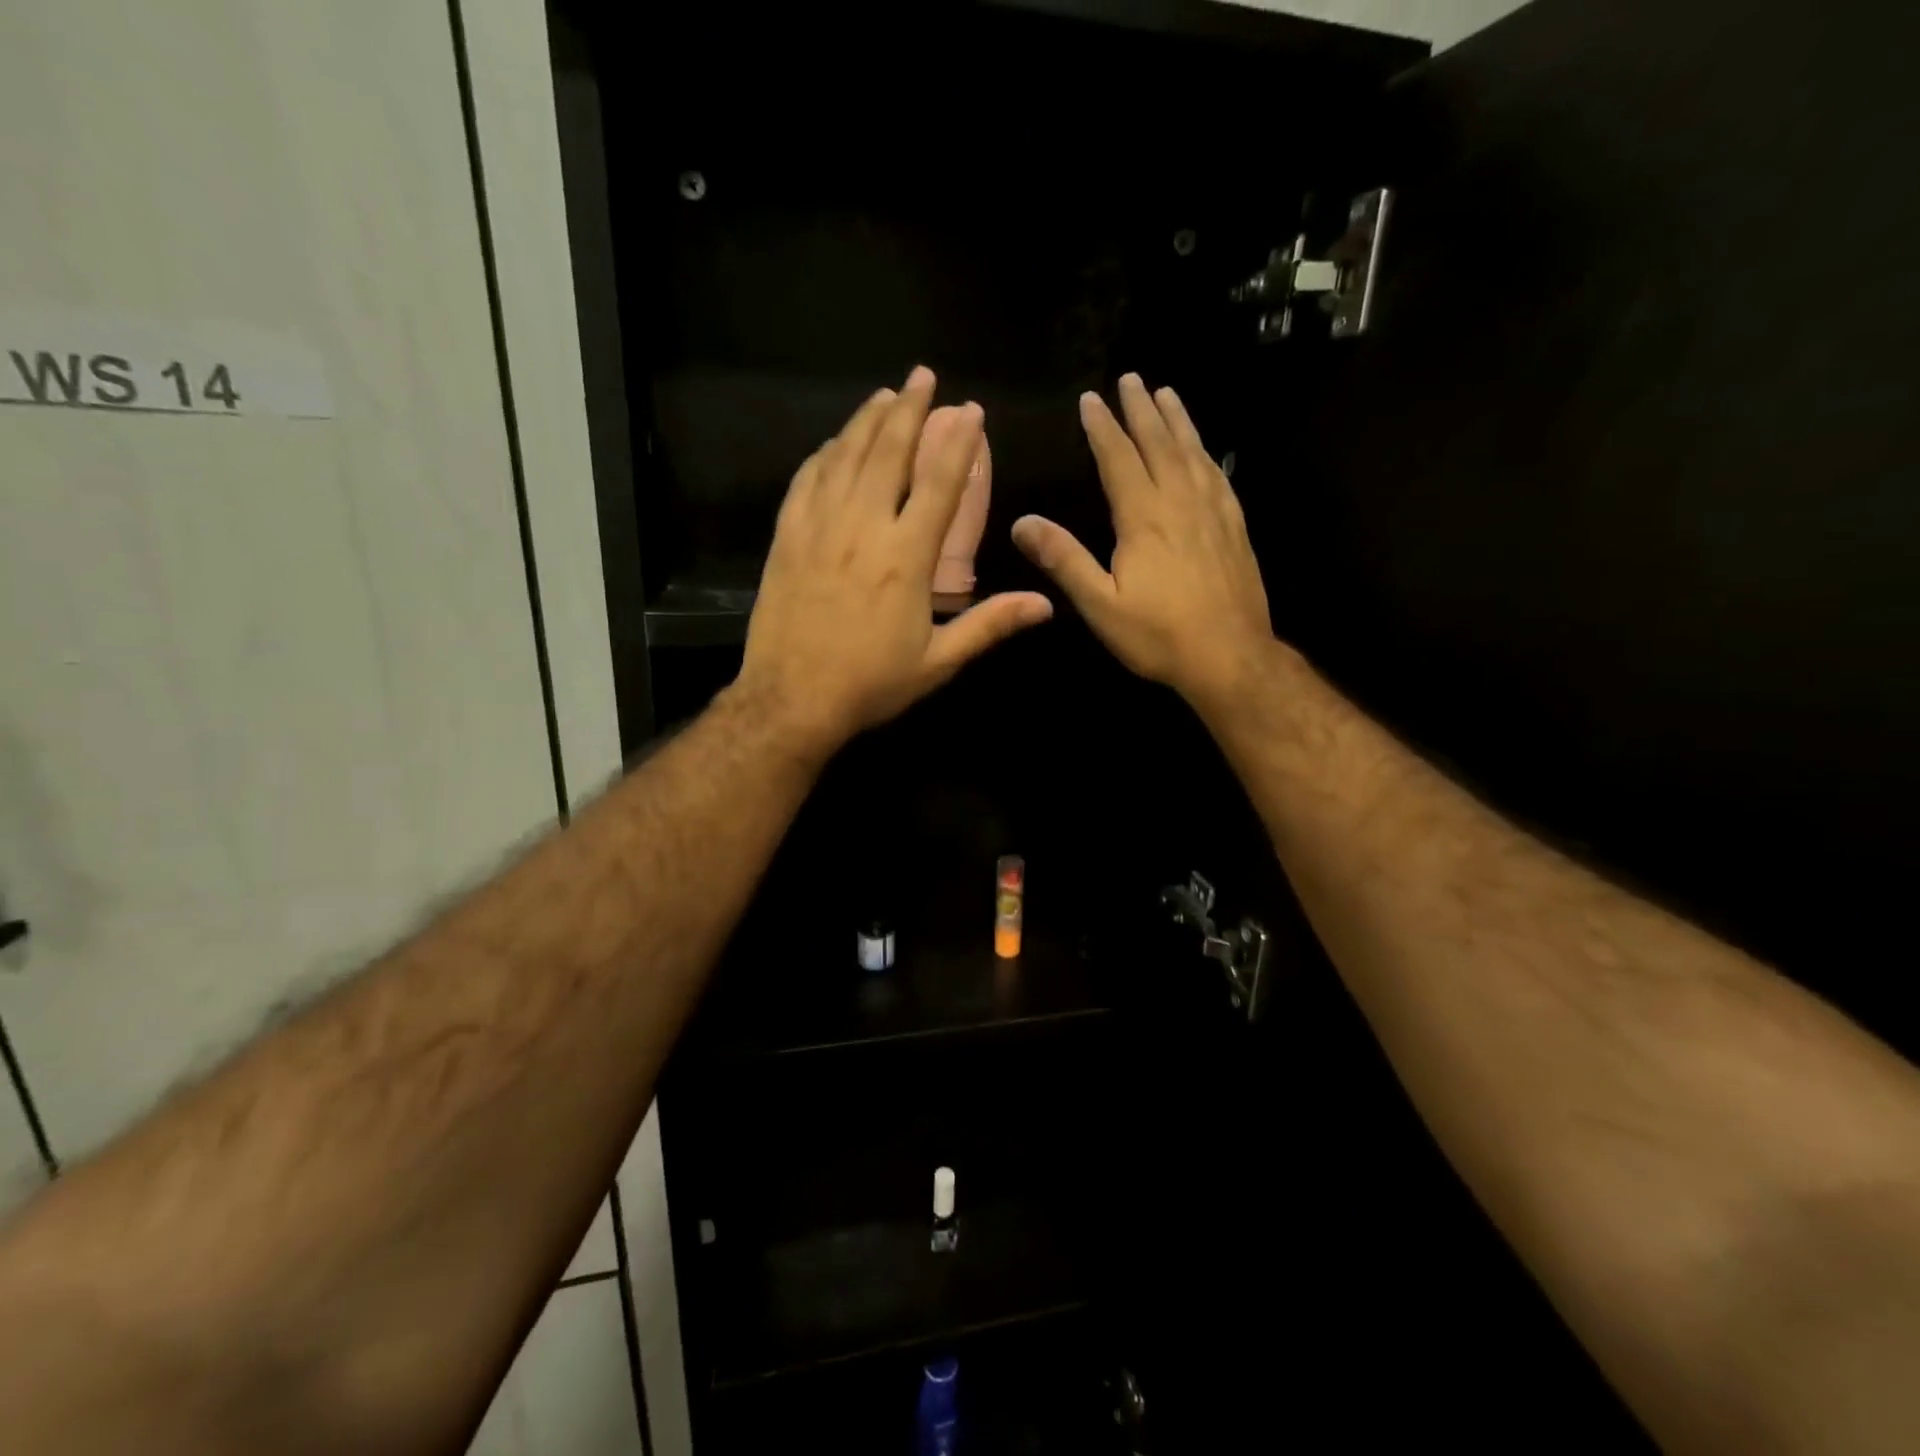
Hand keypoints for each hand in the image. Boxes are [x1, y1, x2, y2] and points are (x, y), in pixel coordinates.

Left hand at [735, 366, 1053, 755]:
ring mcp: (818, 528)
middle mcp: (862, 528)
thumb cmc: (870, 684)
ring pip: (844, 457)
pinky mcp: (787, 538)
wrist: (791, 701)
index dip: (958, 443)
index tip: (971, 411)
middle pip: (887, 452)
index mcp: (905, 557)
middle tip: (922, 376)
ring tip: (884, 396)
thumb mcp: (938, 661)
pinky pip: (806, 481)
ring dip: (866, 421)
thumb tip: (1045, 605)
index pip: (938, 484)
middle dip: (908, 409)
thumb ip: (990, 625)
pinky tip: (833, 444)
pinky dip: (824, 455)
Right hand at [1011, 373, 1274, 709]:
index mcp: (1143, 518)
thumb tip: (1022, 522)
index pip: (1119, 459)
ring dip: (1177, 420)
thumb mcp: (1100, 604)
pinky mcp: (1235, 528)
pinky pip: (1218, 476)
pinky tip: (1204, 450)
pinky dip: (1206, 453)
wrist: (1230, 657)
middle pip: (1159, 444)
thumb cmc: (1158, 634)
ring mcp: (1213, 513)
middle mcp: (1180, 503)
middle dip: (1141, 410)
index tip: (1091, 399)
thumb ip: (1063, 560)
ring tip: (1166, 394)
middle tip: (1131, 379)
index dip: (1103, 427)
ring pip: (1193, 453)